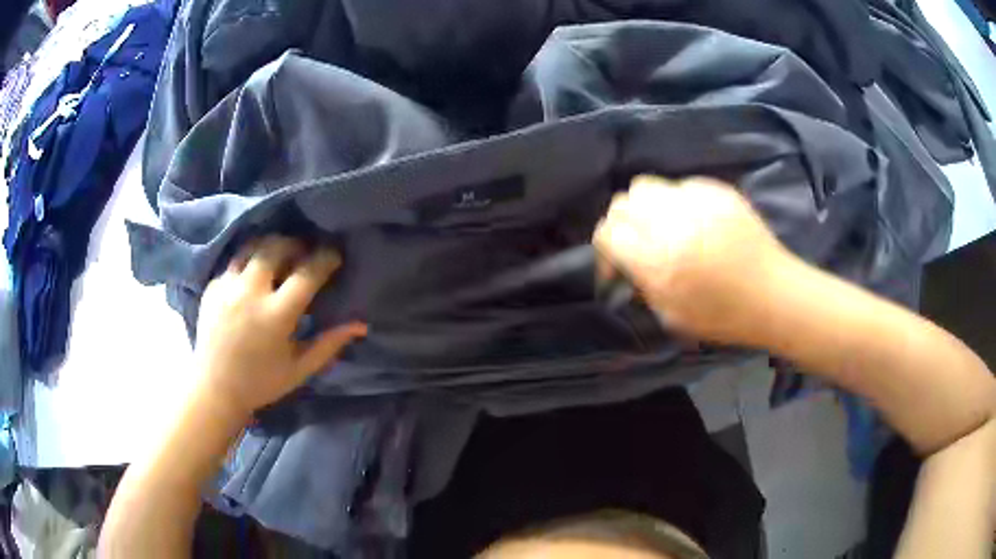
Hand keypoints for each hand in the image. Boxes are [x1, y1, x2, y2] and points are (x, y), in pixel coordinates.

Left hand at [194, 236, 366, 417]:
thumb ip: (329, 344)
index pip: (307, 273)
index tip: (335, 255)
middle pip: (277, 246)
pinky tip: (254, 276)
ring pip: (253, 246)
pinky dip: (250, 262)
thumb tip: (361, 324)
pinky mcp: (212, 286)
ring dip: (272, 246)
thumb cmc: (261, 383)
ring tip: (280, 255)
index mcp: (275, 316)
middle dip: (297, 244)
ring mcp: (227, 286)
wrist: (214, 389)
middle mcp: (250, 293)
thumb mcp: (300, 369)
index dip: (326, 258)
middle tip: (305, 253)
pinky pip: (235, 261)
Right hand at [593, 175, 788, 345]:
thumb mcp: (672, 316)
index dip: (605, 250)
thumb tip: (627, 266)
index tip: (618, 267)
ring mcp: (695, 199)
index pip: (607, 233)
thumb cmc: (725, 316)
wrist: (775, 294)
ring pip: (645, 185)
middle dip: (621, 224)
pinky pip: (679, 186)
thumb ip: (642, 285)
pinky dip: (675, 203)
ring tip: (661, 228)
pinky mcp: (716, 190)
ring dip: (643, 207)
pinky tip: (693, 222)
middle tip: (636, 245)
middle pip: (621, 203)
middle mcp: (671, 222)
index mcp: (658, 260)